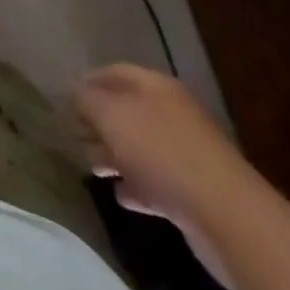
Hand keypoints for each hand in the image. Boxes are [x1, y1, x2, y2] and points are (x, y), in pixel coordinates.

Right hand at [67, 64, 257, 225]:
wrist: (227, 217)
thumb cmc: (161, 152)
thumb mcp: (111, 115)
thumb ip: (86, 99)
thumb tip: (73, 90)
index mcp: (156, 86)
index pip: (114, 72)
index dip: (87, 81)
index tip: (63, 99)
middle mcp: (172, 113)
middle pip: (127, 110)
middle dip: (98, 122)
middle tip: (71, 135)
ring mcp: (186, 154)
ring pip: (140, 147)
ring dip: (114, 156)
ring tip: (90, 167)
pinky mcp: (193, 193)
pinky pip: (156, 183)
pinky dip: (136, 186)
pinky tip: (120, 195)